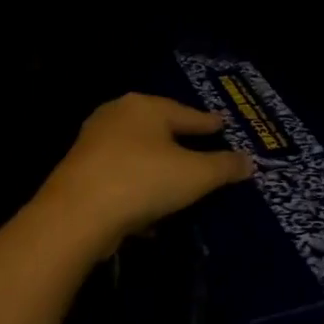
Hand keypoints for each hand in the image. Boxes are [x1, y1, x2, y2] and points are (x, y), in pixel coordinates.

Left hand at [40, 94, 252, 248]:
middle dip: (180, 140)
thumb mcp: (196, 175)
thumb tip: (248, 161)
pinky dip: (138, 185)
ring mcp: (93, 143)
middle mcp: (116, 116)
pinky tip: (150, 207)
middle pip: (159, 128)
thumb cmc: (143, 181)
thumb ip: (224, 166)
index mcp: (145, 106)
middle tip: (201, 146)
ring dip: (157, 166)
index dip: (208, 123)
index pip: (187, 113)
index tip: (222, 125)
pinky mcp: (78, 172)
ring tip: (178, 179)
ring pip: (137, 152)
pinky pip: (121, 175)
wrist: (75, 216)